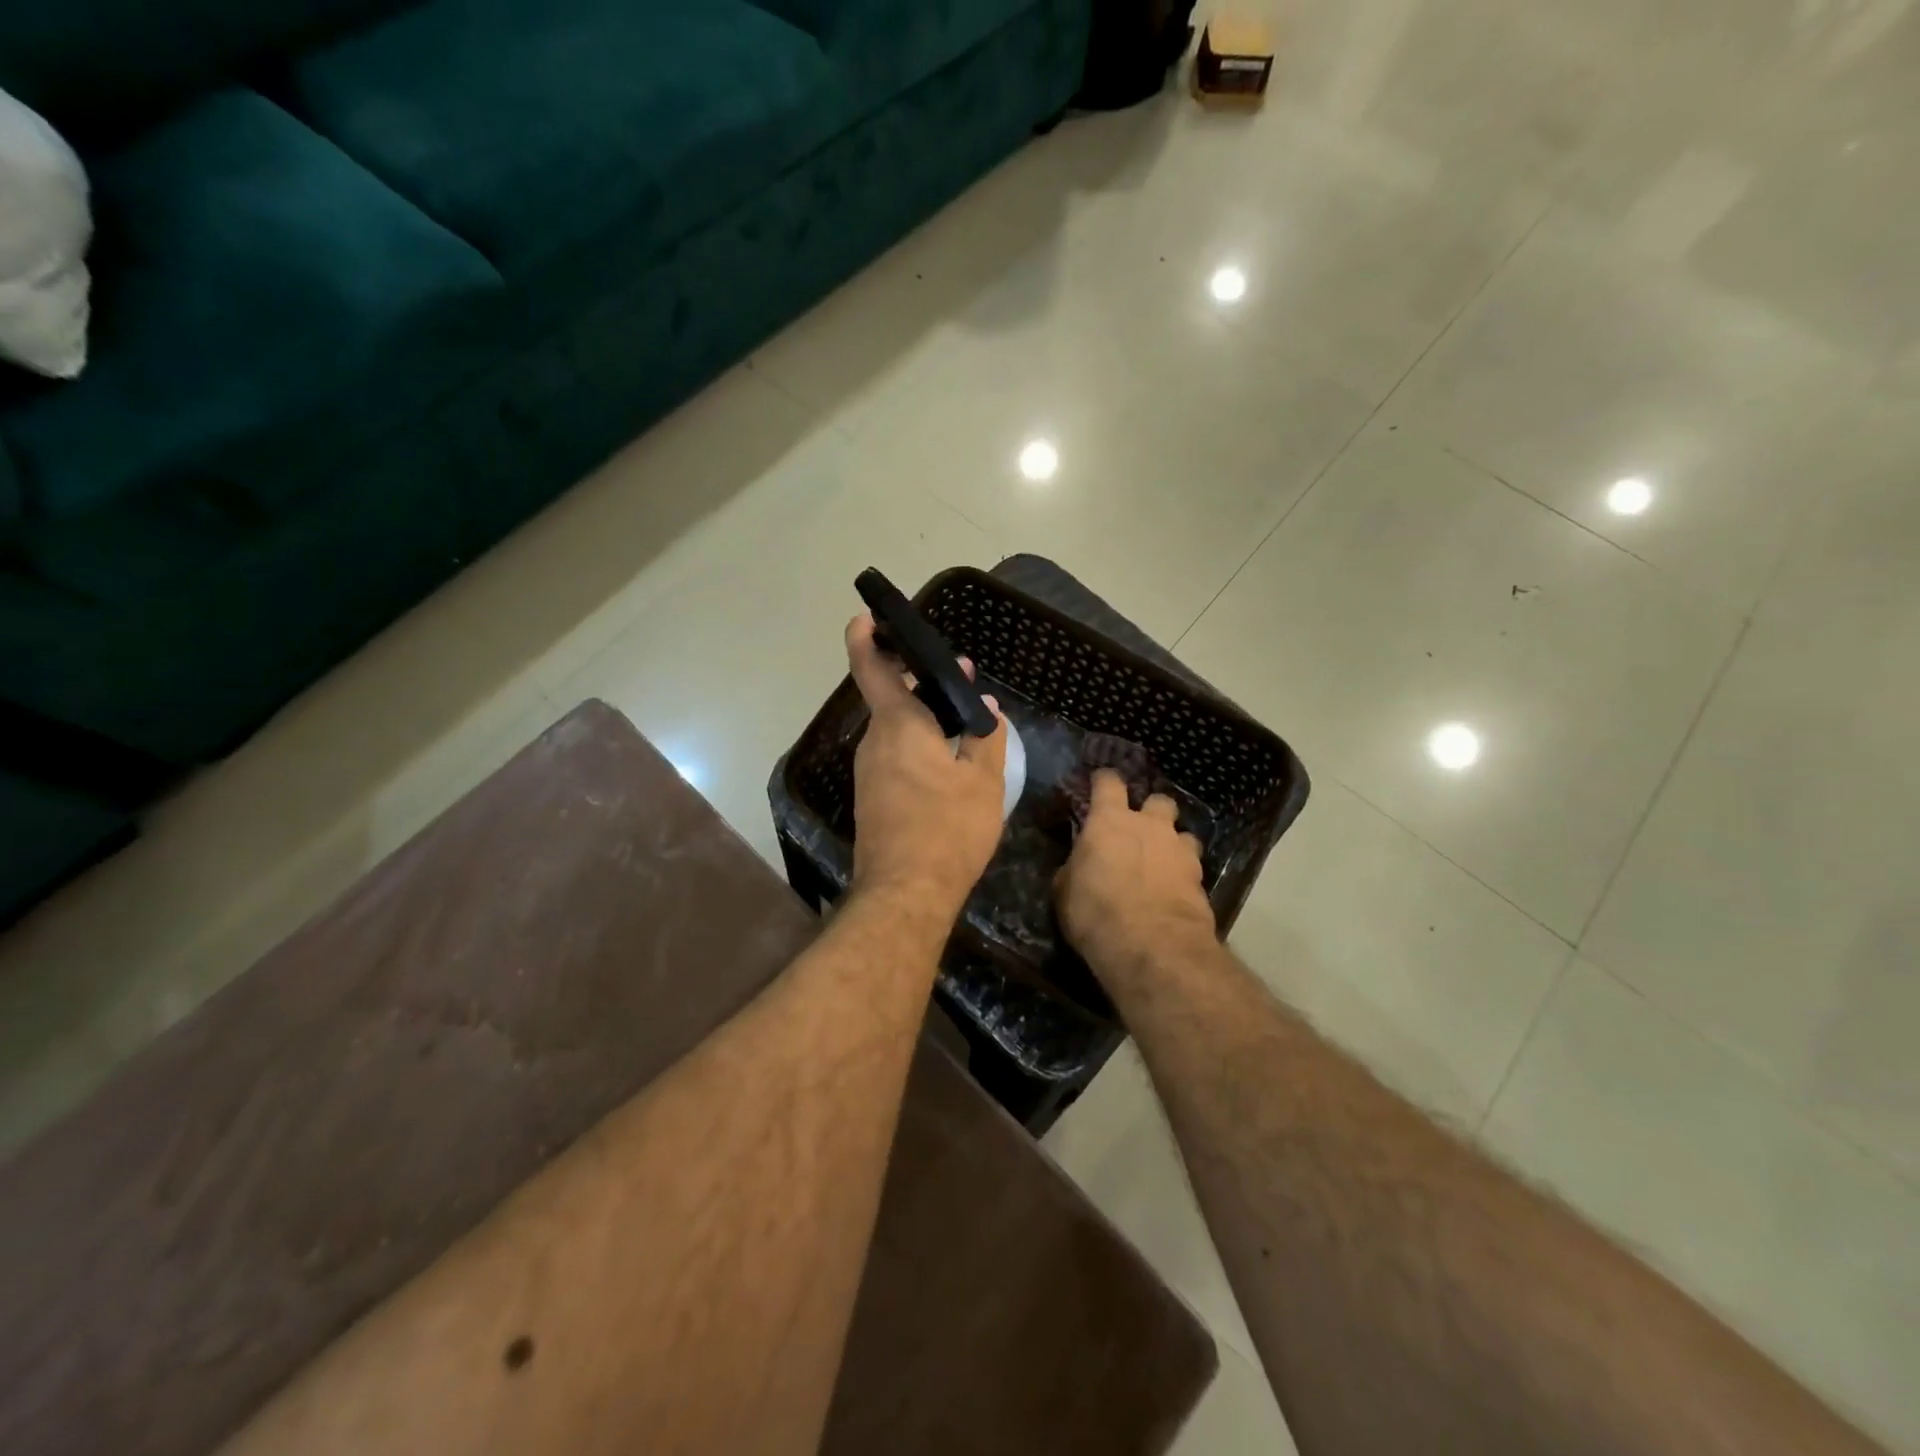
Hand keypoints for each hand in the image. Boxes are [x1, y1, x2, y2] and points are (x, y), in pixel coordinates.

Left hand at [844, 613, 1008, 920]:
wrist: (906, 894)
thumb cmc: (948, 830)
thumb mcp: (983, 782)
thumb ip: (985, 738)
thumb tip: (985, 708)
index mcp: (898, 726)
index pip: (872, 670)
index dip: (865, 639)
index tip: (867, 616)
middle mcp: (875, 742)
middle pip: (893, 700)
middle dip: (924, 685)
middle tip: (963, 679)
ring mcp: (869, 773)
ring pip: (896, 732)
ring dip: (925, 720)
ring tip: (966, 725)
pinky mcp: (872, 799)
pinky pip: (895, 758)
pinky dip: (919, 749)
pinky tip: (949, 766)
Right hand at [1056, 770, 1215, 978]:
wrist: (1152, 946)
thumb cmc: (1095, 912)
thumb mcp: (1066, 891)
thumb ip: (1075, 868)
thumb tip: (1079, 865)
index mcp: (1110, 821)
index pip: (1108, 783)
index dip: (1104, 782)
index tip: (1100, 784)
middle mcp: (1149, 826)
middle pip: (1158, 800)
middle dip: (1151, 812)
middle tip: (1140, 830)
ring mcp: (1179, 850)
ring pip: (1183, 833)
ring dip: (1173, 844)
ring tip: (1163, 864)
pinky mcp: (1201, 879)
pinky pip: (1193, 867)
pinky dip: (1184, 876)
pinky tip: (1175, 892)